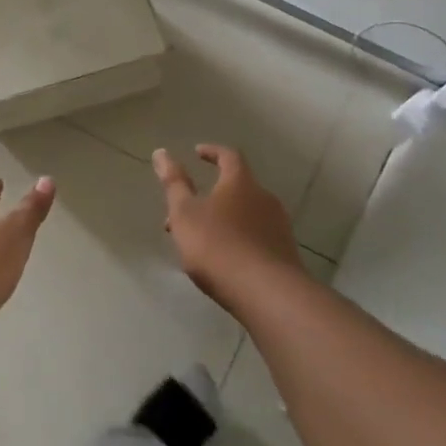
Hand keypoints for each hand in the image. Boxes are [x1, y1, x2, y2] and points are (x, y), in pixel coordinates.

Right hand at [153, 145, 305, 306]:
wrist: (266, 293)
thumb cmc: (217, 245)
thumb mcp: (185, 213)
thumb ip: (174, 183)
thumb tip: (161, 152)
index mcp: (240, 183)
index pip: (229, 156)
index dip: (212, 152)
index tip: (197, 152)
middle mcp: (264, 198)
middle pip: (236, 187)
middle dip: (209, 194)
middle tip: (184, 210)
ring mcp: (278, 226)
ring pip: (244, 213)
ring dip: (220, 218)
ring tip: (197, 239)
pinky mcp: (284, 252)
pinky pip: (255, 235)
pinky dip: (236, 237)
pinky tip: (222, 258)